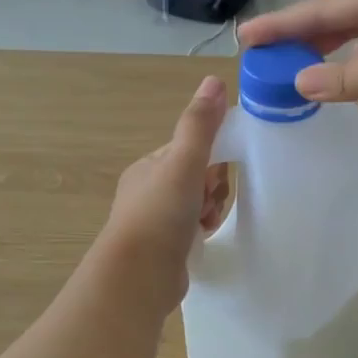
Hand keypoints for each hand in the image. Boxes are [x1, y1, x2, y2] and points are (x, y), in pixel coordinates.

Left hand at [94, 77, 232, 313]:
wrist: (138, 277)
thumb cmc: (159, 215)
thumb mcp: (183, 163)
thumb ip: (200, 125)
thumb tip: (214, 81)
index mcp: (149, 166)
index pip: (191, 148)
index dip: (212, 156)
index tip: (219, 171)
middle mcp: (149, 190)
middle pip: (198, 175)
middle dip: (212, 185)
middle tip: (209, 200)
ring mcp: (157, 221)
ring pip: (199, 203)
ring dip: (211, 208)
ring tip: (207, 222)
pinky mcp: (167, 248)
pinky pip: (195, 228)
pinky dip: (205, 229)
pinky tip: (205, 236)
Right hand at [238, 0, 357, 119]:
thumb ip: (346, 77)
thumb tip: (299, 83)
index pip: (326, 5)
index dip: (285, 23)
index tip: (249, 36)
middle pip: (345, 6)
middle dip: (308, 26)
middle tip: (274, 45)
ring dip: (336, 42)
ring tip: (305, 58)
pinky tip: (352, 72)